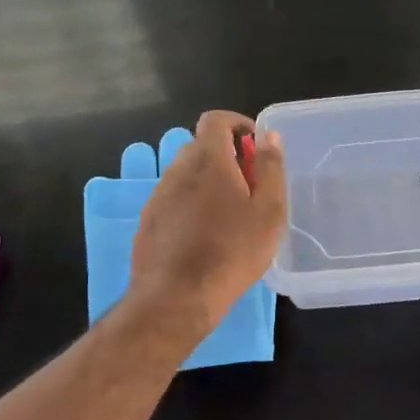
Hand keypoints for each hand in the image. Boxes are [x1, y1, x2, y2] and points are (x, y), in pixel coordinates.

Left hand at [128, 111, 286, 337]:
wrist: (176, 299)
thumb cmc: (232, 252)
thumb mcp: (269, 211)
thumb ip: (271, 167)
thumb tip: (268, 135)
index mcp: (208, 160)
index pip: (215, 120)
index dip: (237, 123)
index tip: (255, 145)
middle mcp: (178, 170)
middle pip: (200, 146)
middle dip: (226, 155)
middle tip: (250, 184)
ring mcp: (159, 196)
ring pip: (186, 174)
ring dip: (208, 180)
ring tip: (230, 213)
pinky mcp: (148, 221)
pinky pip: (173, 198)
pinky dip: (191, 203)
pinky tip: (206, 234)